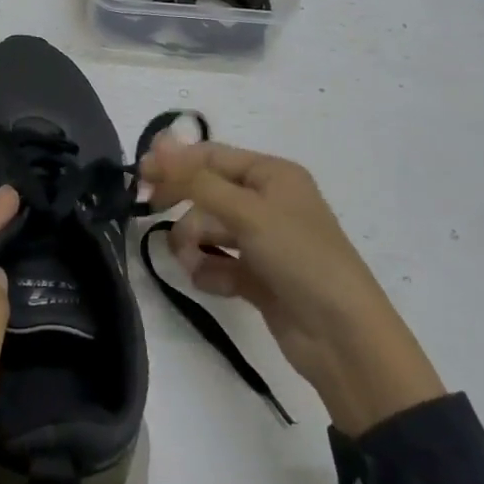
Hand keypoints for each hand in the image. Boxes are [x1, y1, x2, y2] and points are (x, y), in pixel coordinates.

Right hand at [141, 139, 443, 436]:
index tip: (139, 175)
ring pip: (207, 229)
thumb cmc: (300, 259)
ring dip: (193, 244)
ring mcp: (262, 241)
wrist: (344, 339)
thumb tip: (159, 144)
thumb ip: (197, 180)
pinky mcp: (257, 277)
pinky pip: (217, 262)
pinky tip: (213, 284)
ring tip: (193, 264)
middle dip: (183, 205)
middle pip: (206, 192)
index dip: (175, 162)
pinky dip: (209, 271)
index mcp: (271, 175)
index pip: (212, 156)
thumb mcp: (247, 212)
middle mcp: (266, 202)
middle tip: (149, 210)